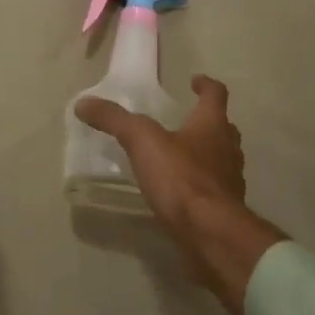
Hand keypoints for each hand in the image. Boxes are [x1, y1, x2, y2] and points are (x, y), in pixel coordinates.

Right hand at [76, 75, 286, 314]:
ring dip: (207, 154)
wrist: (210, 232)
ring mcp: (230, 181)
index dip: (206, 85)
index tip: (195, 81)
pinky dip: (201, 185)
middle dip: (207, 122)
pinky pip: (214, 189)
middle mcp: (228, 149)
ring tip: (180, 157)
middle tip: (186, 121)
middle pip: (223, 128)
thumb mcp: (142, 142)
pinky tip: (181, 193)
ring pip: (222, 159)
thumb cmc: (181, 178)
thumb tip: (84, 103)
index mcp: (212, 125)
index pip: (216, 94)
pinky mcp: (225, 209)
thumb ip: (115, 120)